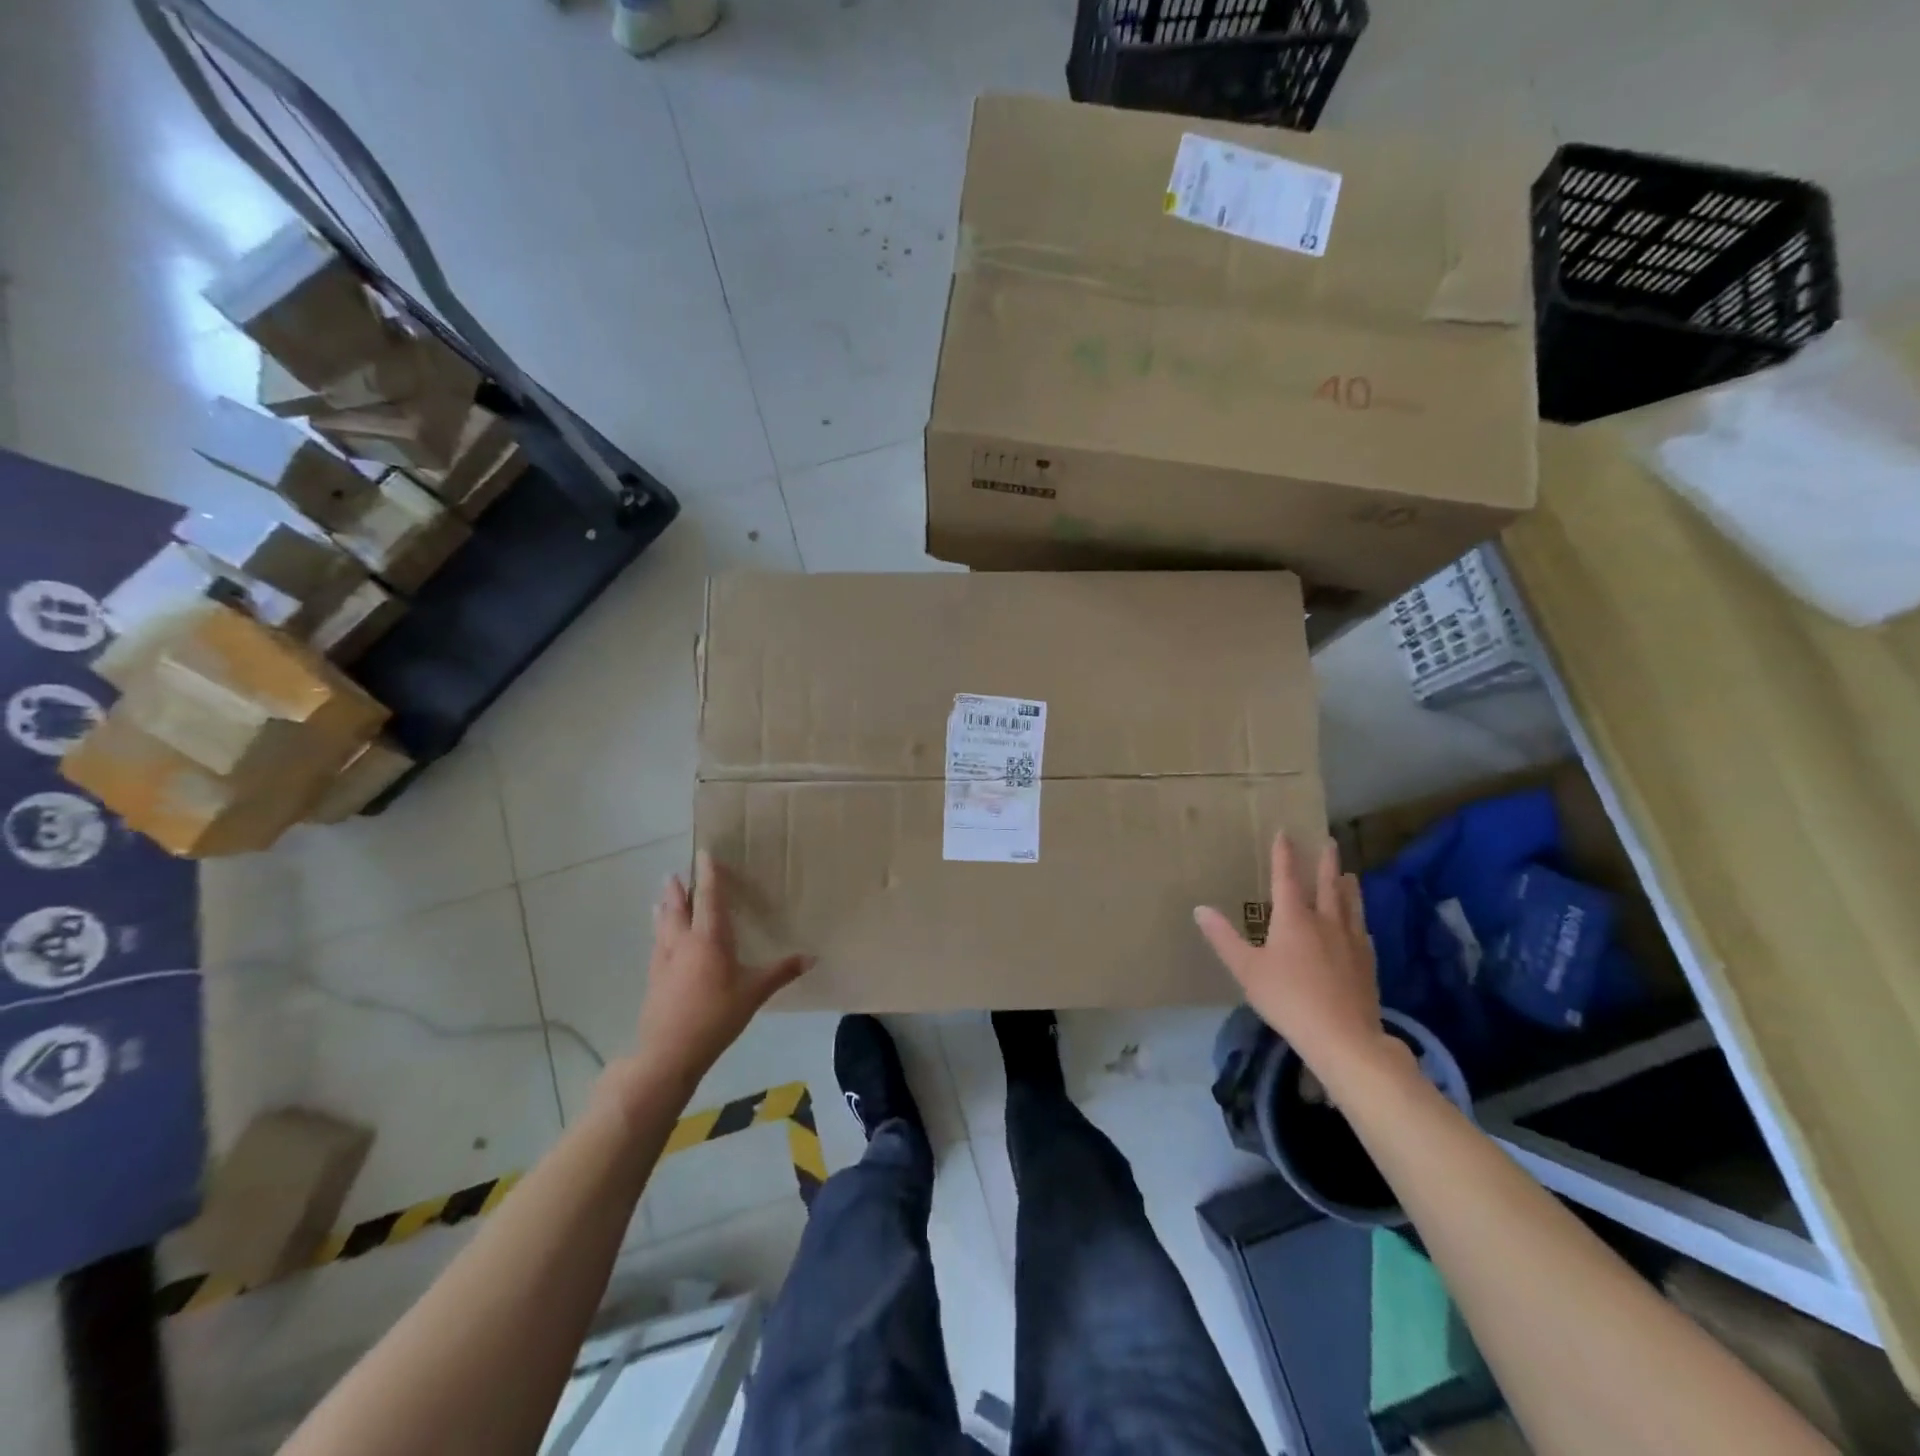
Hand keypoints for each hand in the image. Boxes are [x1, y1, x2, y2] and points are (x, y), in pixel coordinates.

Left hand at [628, 851, 811, 1099]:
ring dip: (664, 908)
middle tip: (675, 873)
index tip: (704, 854)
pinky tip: (659, 939)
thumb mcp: (754, 993)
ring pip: (663, 925)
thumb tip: (813, 957)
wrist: (668, 1052)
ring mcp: (664, 960)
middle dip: (677, 889)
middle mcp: (683, 942)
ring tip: (661, 897)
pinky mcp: (654, 978)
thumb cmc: (716, 1017)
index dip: (708, 875)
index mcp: (710, 939)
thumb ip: (782, 972)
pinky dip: (658, 932)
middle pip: (678, 907)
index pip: (708, 898)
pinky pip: (657, 944)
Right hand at [1195, 835, 1396, 1093]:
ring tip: (1349, 874)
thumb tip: (1200, 908)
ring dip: (1348, 886)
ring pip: (1351, 905)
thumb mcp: (1246, 969)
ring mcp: (1351, 942)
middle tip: (1329, 841)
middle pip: (1327, 885)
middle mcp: (1325, 922)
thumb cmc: (1287, 998)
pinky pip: (1363, 932)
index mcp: (1293, 918)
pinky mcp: (1367, 963)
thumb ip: (1223, 938)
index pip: (1287, 878)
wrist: (1343, 1036)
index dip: (1285, 855)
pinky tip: (1361, 926)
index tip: (1286, 833)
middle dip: (1325, 862)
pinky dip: (1359, 921)